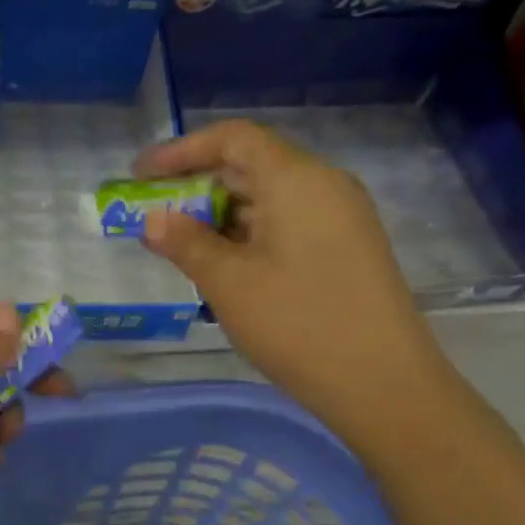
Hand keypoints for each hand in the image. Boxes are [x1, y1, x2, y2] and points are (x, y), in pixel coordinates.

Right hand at [135, 120, 450, 432]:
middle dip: (197, 186)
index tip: (141, 175)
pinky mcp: (346, 249)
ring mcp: (341, 218)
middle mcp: (324, 186)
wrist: (384, 385)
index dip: (182, 150)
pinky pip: (287, 224)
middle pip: (251, 165)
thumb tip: (152, 218)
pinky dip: (248, 235)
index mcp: (296, 179)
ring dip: (221, 215)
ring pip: (269, 198)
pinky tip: (224, 266)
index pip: (233, 138)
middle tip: (154, 216)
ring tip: (181, 246)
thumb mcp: (229, 283)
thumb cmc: (298, 324)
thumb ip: (185, 243)